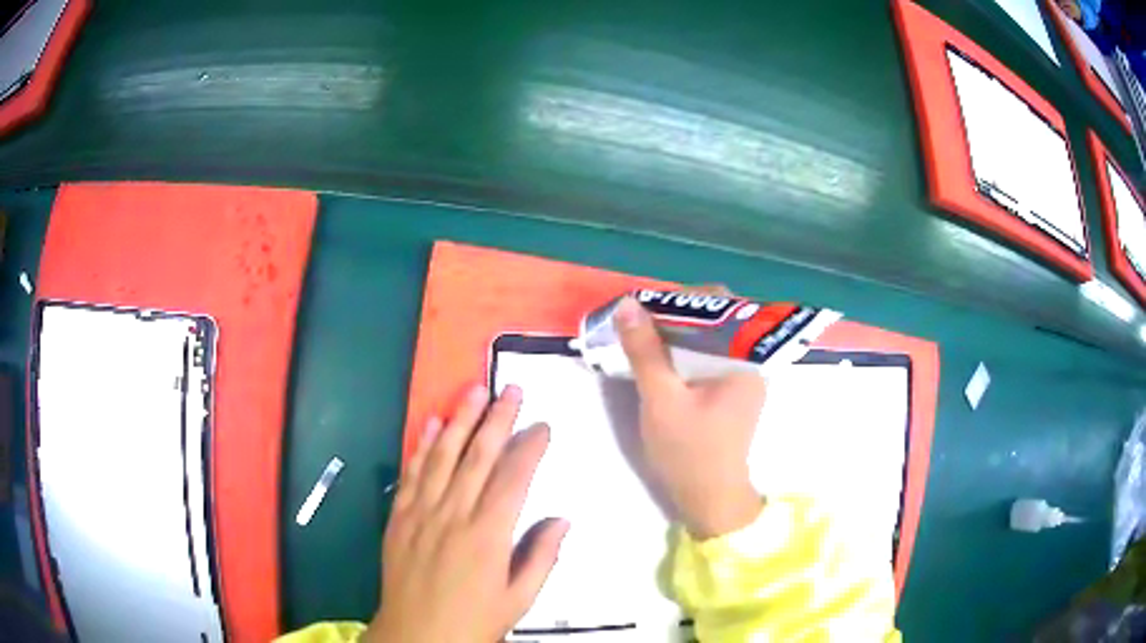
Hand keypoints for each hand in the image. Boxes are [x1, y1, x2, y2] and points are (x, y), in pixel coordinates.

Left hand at [364, 385, 568, 642]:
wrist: (416, 635)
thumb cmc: (474, 621)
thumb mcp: (519, 600)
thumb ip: (541, 557)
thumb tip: (562, 519)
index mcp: (488, 536)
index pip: (514, 478)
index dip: (530, 447)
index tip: (542, 425)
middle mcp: (454, 514)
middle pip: (479, 457)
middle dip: (497, 418)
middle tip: (511, 388)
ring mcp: (421, 512)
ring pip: (443, 456)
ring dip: (460, 420)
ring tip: (474, 390)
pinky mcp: (399, 516)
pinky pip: (411, 473)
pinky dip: (422, 446)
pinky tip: (433, 423)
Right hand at [615, 296, 765, 539]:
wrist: (709, 499)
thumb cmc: (689, 451)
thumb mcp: (661, 399)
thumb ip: (645, 350)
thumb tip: (627, 304)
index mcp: (745, 358)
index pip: (721, 305)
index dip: (683, 299)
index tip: (648, 307)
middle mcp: (750, 360)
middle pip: (716, 319)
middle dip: (677, 315)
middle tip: (641, 322)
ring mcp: (742, 376)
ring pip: (710, 337)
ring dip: (678, 333)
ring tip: (644, 336)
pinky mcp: (731, 391)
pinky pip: (709, 356)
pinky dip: (684, 351)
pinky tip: (659, 358)